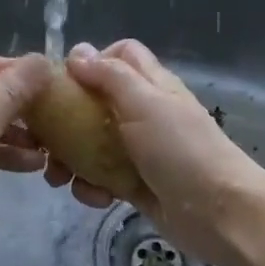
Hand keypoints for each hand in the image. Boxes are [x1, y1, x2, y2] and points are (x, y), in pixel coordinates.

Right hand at [43, 40, 264, 265]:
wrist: (219, 213)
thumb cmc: (181, 151)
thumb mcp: (144, 104)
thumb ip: (110, 76)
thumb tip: (77, 52)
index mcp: (152, 86)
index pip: (121, 55)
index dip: (92, 62)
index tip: (65, 84)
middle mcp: (145, 115)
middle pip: (97, 103)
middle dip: (67, 121)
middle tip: (45, 140)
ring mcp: (141, 152)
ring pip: (93, 145)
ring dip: (72, 160)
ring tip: (59, 179)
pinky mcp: (136, 186)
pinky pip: (103, 180)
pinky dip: (93, 188)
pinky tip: (95, 199)